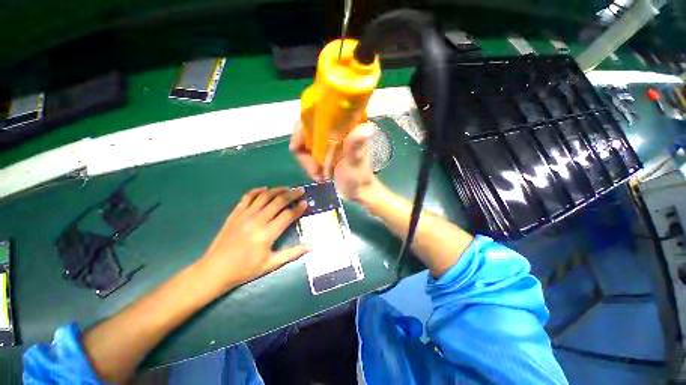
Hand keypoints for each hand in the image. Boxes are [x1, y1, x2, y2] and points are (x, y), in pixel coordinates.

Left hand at [198, 187, 310, 292]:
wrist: (215, 270)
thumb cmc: (246, 269)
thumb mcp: (272, 264)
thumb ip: (293, 253)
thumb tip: (312, 246)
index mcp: (267, 233)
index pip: (288, 215)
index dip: (299, 208)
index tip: (306, 202)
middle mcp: (258, 220)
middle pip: (279, 201)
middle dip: (292, 194)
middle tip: (300, 190)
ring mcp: (245, 214)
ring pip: (265, 196)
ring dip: (278, 190)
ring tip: (287, 188)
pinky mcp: (235, 213)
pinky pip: (248, 196)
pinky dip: (257, 190)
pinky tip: (265, 189)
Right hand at [289, 122, 378, 201]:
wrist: (357, 191)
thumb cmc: (359, 175)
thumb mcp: (356, 160)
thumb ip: (355, 145)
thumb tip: (367, 127)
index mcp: (344, 126)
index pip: (317, 115)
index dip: (303, 127)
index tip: (298, 145)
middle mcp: (333, 131)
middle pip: (306, 132)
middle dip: (304, 151)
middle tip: (312, 168)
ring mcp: (327, 143)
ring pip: (305, 145)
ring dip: (306, 162)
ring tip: (317, 174)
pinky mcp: (323, 154)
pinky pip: (307, 156)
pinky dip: (309, 166)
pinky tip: (318, 176)